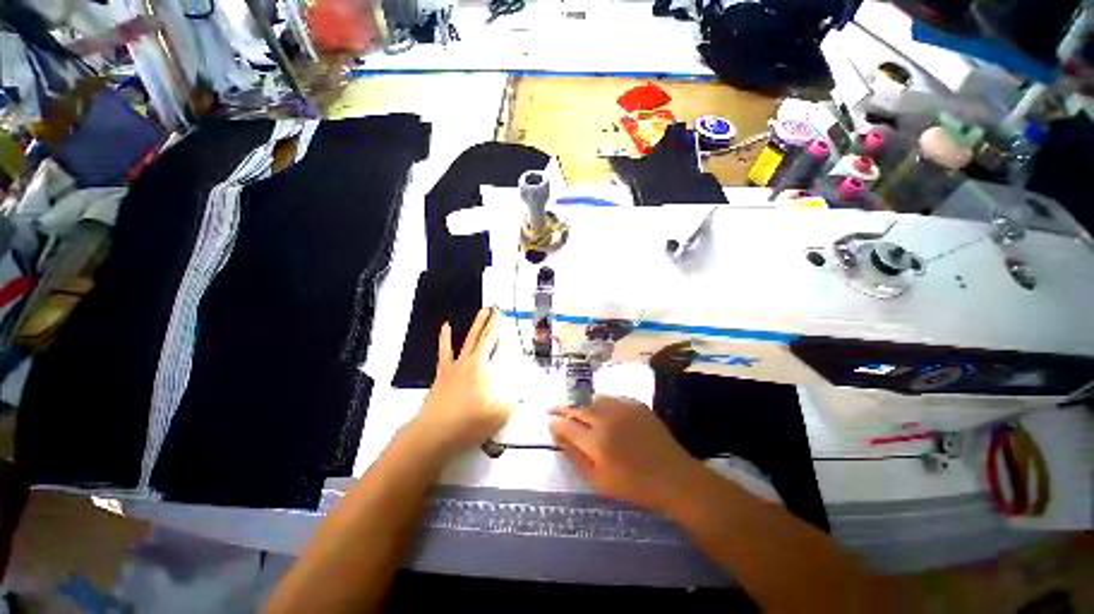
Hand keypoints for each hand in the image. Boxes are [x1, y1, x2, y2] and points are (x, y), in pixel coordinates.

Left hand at [409, 308, 511, 457]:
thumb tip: (520, 398)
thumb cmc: (467, 424)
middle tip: (492, 308)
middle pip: (479, 337)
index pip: (491, 342)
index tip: (501, 313)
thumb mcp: (497, 417)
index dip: (497, 327)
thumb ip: (511, 405)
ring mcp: (452, 368)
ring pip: (465, 342)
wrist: (432, 435)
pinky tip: (445, 327)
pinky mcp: (442, 375)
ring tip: (480, 313)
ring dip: (474, 327)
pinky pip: (444, 353)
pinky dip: (445, 339)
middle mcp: (467, 363)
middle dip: (487, 321)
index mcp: (480, 368)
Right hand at [550, 395, 699, 512]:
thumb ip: (574, 455)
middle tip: (553, 408)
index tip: (550, 422)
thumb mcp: (597, 480)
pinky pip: (611, 399)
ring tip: (578, 411)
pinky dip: (601, 404)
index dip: (556, 422)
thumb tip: (556, 433)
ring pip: (593, 400)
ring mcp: (622, 408)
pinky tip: (602, 412)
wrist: (673, 477)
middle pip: (578, 407)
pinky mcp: (635, 404)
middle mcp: (607, 419)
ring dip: (582, 405)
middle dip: (563, 408)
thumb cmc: (633, 485)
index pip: (566, 424)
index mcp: (596, 442)